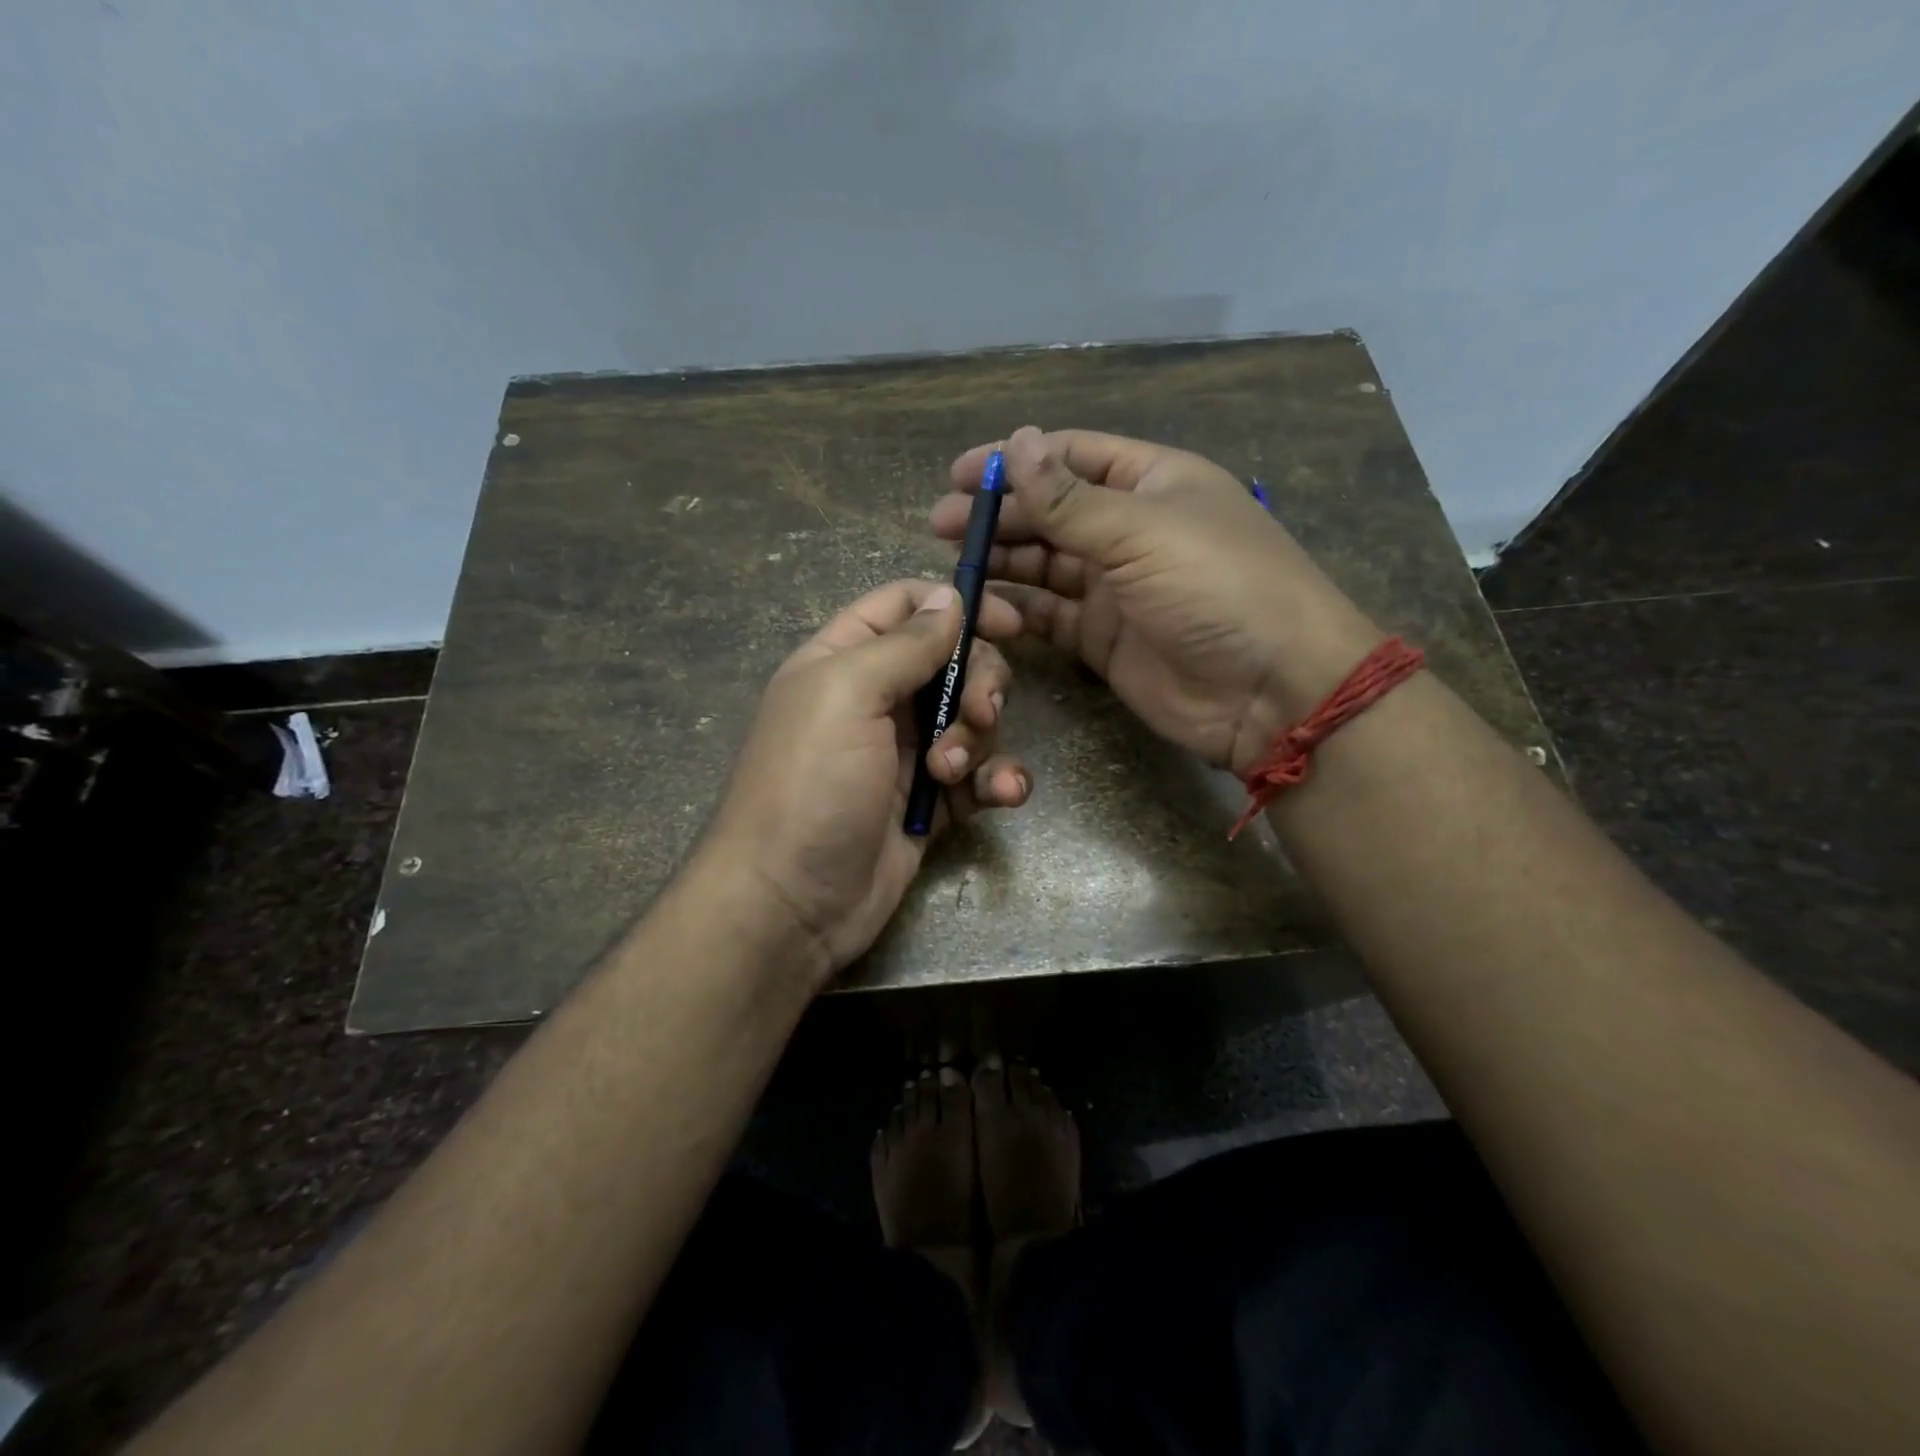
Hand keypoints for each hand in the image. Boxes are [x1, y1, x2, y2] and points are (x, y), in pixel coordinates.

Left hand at [704, 580, 1031, 982]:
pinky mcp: (929, 802)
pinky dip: (997, 781)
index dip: (957, 604)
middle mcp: (877, 700)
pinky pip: (979, 776)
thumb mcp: (847, 694)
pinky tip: (1003, 795)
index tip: (1010, 623)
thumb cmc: (810, 784)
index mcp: (845, 660)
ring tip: (949, 776)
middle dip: (978, 684)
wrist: (791, 903)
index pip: (905, 605)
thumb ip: (904, 642)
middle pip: (953, 662)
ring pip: (971, 720)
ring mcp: (905, 753)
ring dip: (978, 741)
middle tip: (979, 714)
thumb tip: (948, 596)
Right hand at [933, 427, 1380, 776]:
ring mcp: (1116, 588)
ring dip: (1002, 561)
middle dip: (998, 515)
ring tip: (956, 565)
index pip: (1072, 457)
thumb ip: (1069, 498)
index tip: (960, 473)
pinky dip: (1019, 610)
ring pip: (1045, 565)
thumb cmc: (1215, 587)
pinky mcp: (1103, 639)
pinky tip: (986, 607)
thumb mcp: (1141, 531)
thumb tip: (1018, 442)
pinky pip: (1050, 615)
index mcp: (1151, 483)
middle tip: (942, 525)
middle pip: (1051, 511)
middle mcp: (1130, 530)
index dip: (1016, 460)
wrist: (1268, 689)